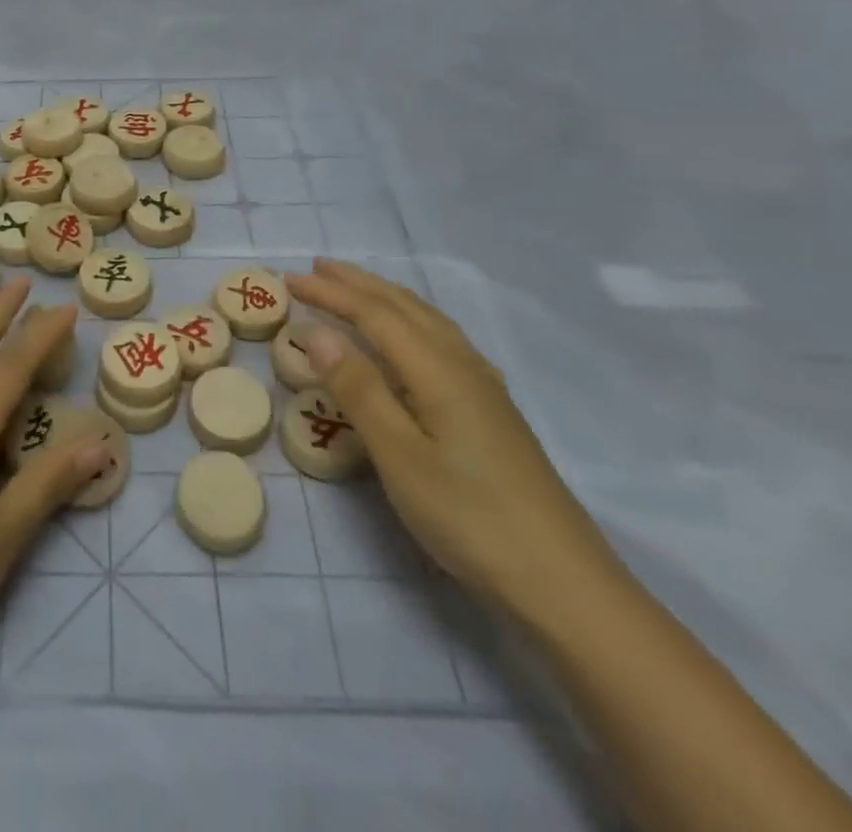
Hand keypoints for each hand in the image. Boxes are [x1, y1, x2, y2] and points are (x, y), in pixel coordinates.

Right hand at [287, 259, 620, 621]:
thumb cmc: (469, 517)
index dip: (330, 293)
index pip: (374, 314)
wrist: (563, 583)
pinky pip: (441, 339)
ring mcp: (483, 387)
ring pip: (427, 320)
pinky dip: (411, 320)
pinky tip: (410, 336)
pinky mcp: (492, 410)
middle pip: (403, 307)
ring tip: (355, 288)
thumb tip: (317, 332)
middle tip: (316, 267)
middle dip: (357, 283)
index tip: (289, 279)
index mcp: (438, 370)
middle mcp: (463, 365)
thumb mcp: (400, 456)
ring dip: (385, 297)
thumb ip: (358, 389)